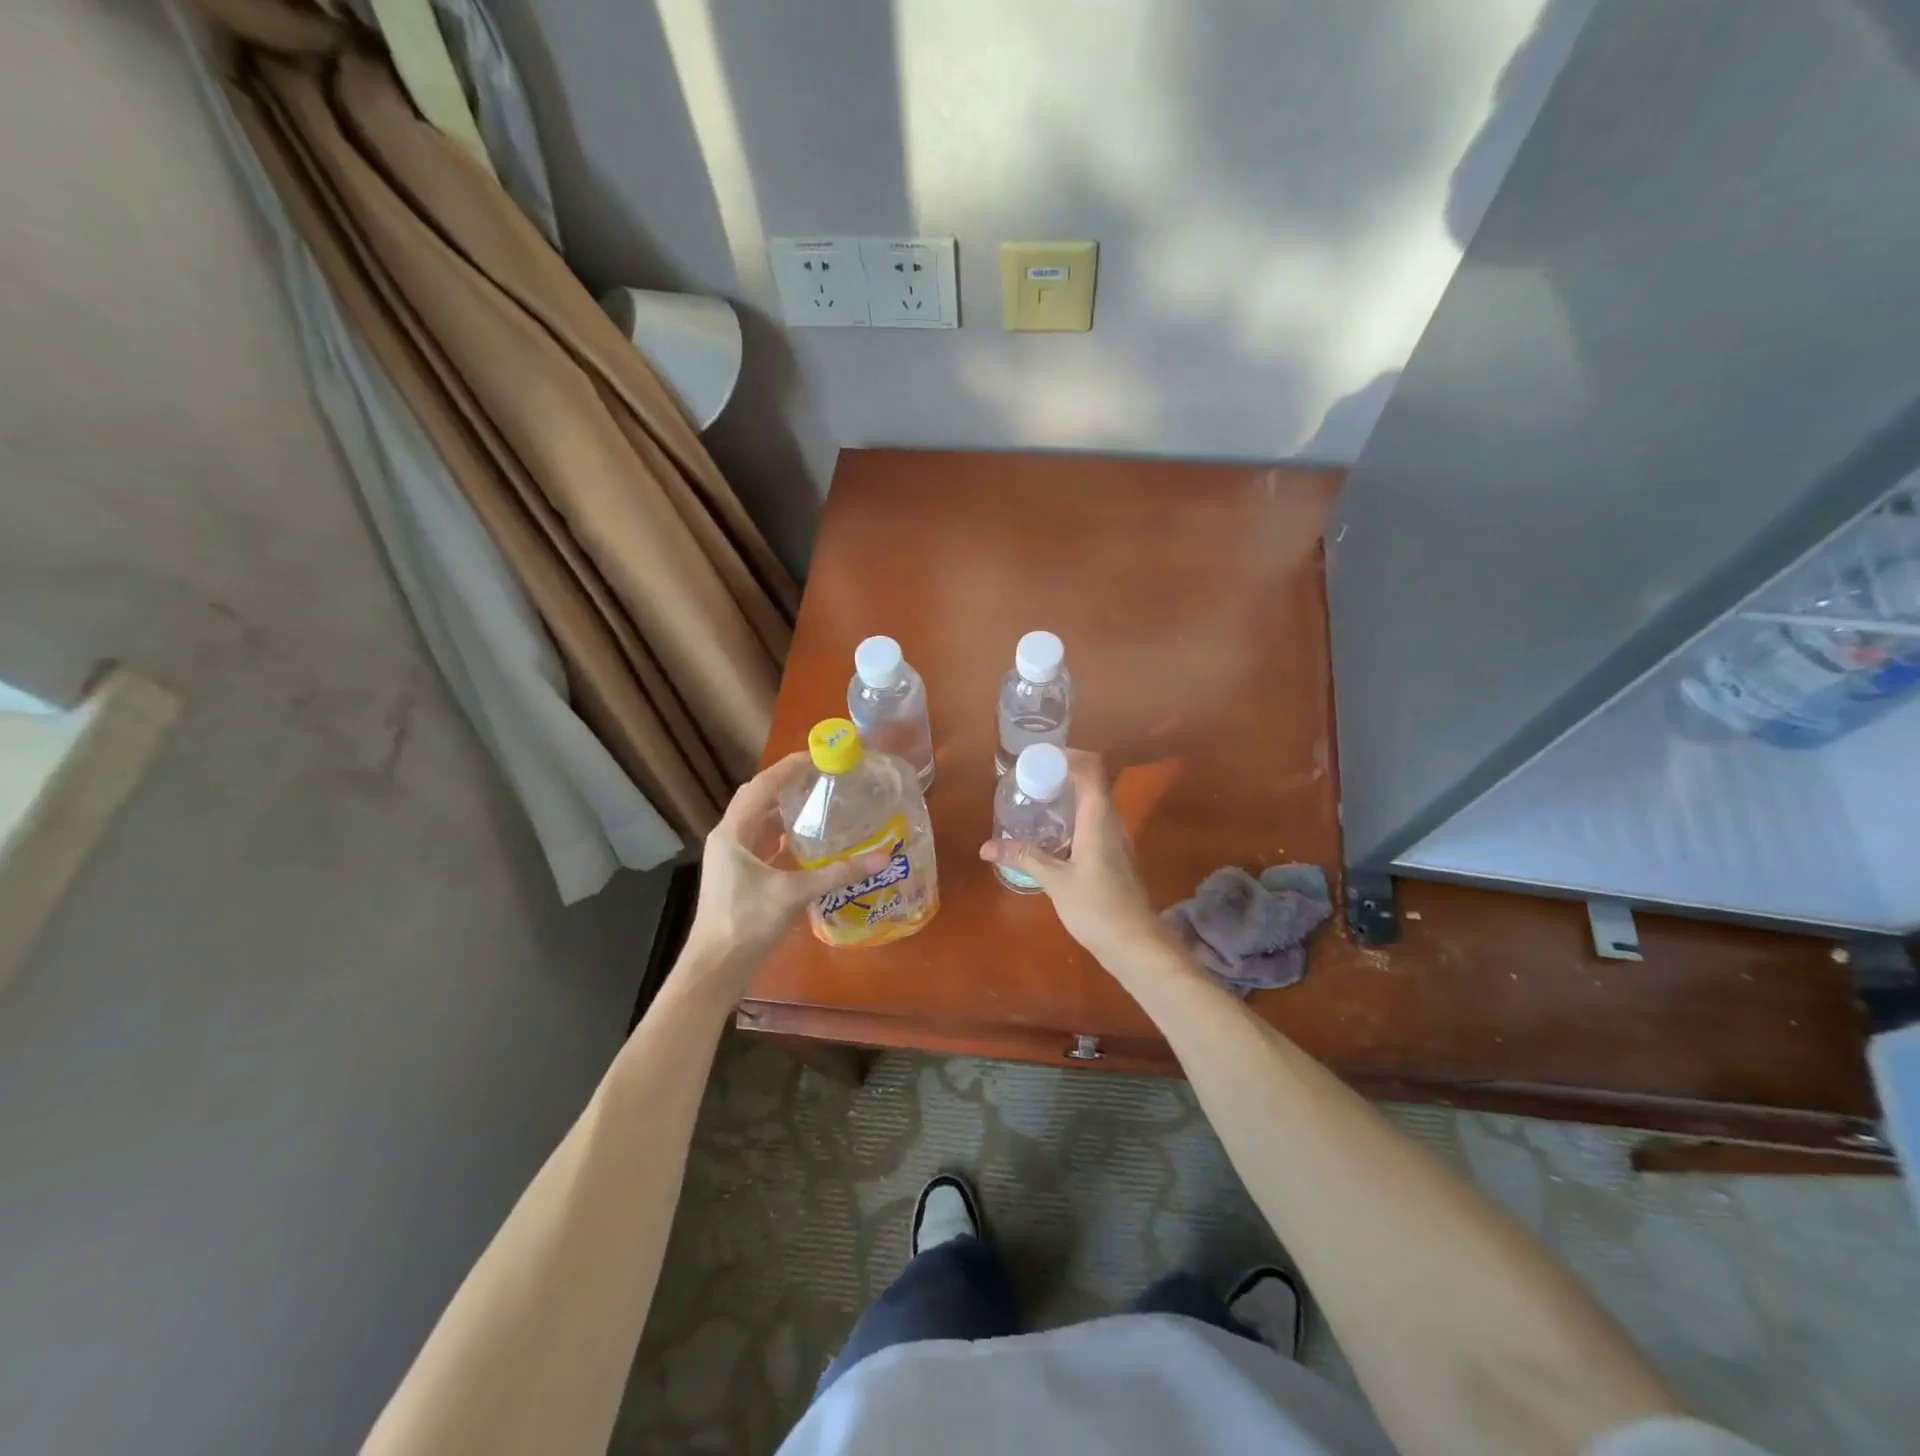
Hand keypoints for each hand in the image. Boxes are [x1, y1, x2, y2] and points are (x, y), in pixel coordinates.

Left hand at [682, 753, 885, 991]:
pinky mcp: (737, 875)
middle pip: (756, 798)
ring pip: (758, 820)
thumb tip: (881, 858)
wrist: (715, 967)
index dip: (788, 767)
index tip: (817, 755)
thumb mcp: (793, 894)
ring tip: (816, 798)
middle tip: (820, 774)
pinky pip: (761, 841)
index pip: (761, 786)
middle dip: (786, 782)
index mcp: (733, 833)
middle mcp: (728, 838)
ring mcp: (730, 857)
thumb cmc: (746, 923)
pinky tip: (804, 838)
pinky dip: (781, 832)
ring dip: (783, 807)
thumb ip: (836, 874)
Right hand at [977, 750, 1170, 967]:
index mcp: (1099, 819)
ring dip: (1066, 796)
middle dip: (1060, 774)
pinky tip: (1050, 834)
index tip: (1038, 758)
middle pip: (1091, 782)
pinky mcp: (1114, 855)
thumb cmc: (1097, 908)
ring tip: (1034, 802)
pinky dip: (1072, 818)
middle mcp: (1111, 822)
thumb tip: (986, 847)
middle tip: (1027, 780)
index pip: (1091, 769)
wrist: (1135, 944)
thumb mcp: (1055, 881)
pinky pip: (1093, 823)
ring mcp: (1116, 839)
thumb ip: (1024, 858)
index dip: (1068, 756)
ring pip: (1092, 803)